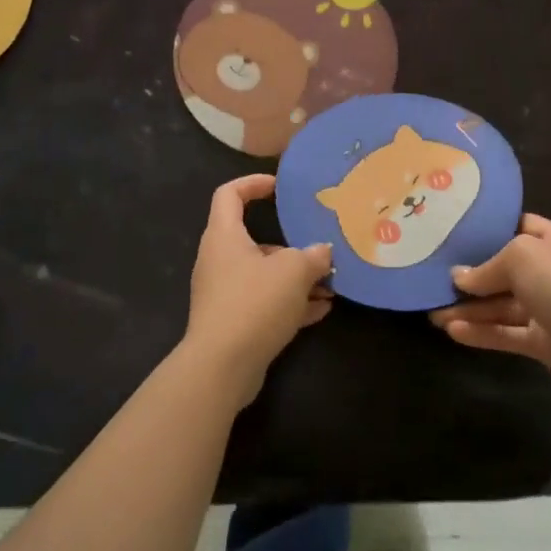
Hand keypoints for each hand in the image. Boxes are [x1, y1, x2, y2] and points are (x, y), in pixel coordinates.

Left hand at [187, 175, 333, 405]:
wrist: (222, 367)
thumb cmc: (254, 303)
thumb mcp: (294, 271)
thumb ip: (312, 255)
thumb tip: (322, 251)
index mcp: (224, 236)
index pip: (229, 194)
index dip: (253, 183)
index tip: (279, 188)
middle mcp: (220, 260)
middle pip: (254, 239)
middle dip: (291, 244)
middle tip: (319, 246)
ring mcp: (225, 293)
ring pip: (264, 275)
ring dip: (296, 278)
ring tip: (331, 283)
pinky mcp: (233, 322)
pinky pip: (265, 303)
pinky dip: (291, 303)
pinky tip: (322, 310)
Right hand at [430, 214, 550, 399]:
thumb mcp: (521, 257)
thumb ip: (487, 266)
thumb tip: (459, 277)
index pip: (519, 227)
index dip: (490, 229)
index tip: (456, 232)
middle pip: (505, 269)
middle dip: (472, 275)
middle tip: (435, 277)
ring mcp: (548, 307)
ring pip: (501, 305)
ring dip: (469, 309)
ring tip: (432, 312)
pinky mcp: (543, 341)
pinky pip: (506, 332)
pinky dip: (481, 332)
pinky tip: (452, 331)